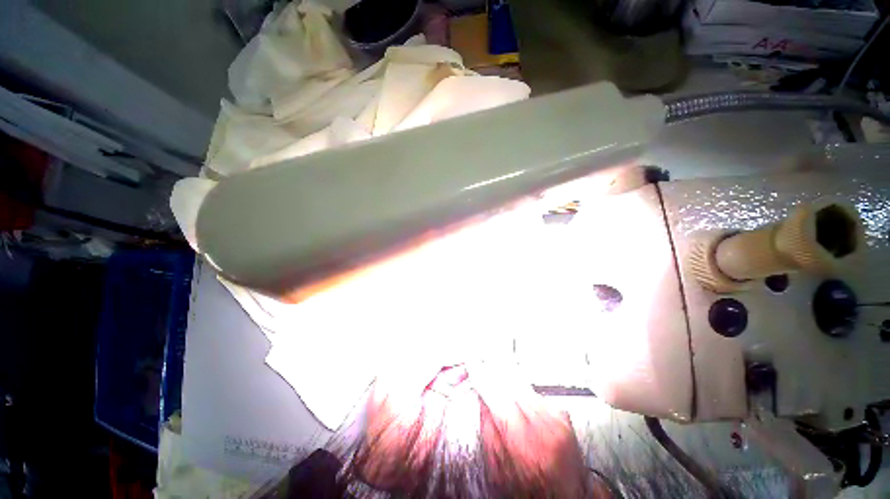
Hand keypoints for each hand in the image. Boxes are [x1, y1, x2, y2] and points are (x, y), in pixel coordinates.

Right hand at [469, 359, 588, 497]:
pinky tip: (512, 380)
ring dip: (505, 371)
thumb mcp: (499, 468)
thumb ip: (488, 430)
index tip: (472, 363)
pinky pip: (534, 390)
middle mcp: (543, 426)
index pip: (497, 396)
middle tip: (481, 358)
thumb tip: (482, 399)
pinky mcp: (563, 414)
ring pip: (524, 383)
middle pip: (511, 384)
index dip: (482, 376)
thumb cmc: (531, 489)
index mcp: (524, 443)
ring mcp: (556, 418)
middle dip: (493, 368)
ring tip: (492, 362)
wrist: (568, 495)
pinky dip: (520, 383)